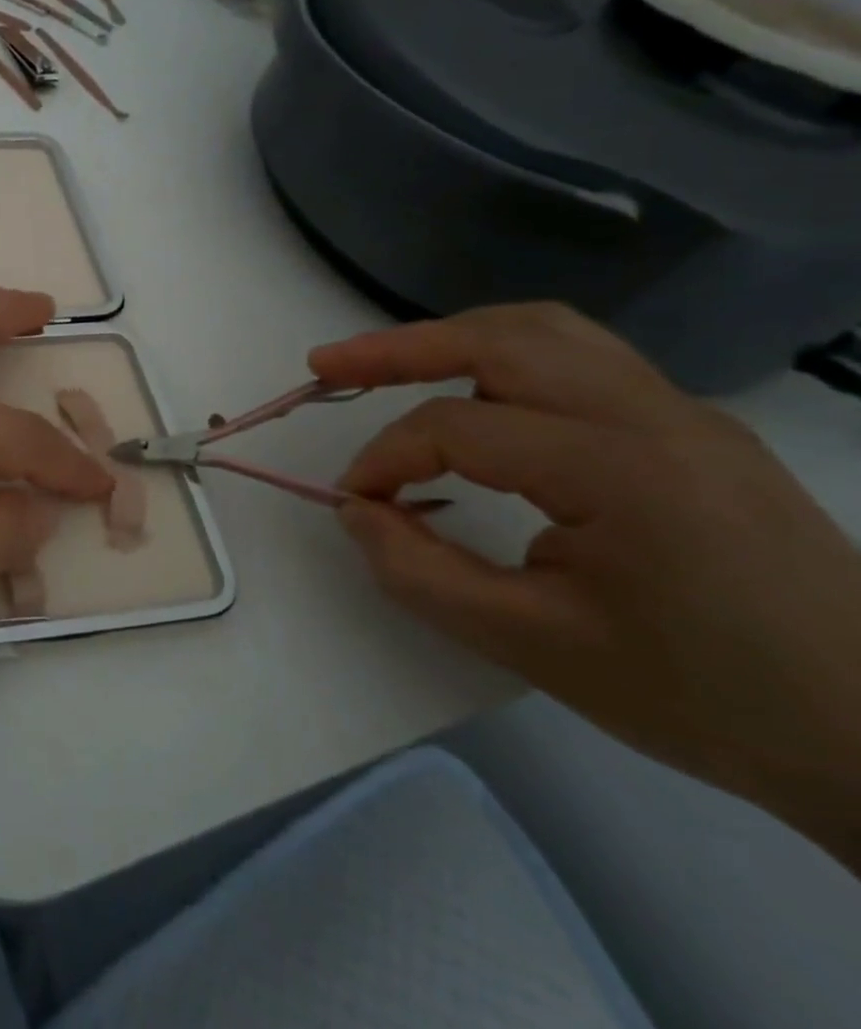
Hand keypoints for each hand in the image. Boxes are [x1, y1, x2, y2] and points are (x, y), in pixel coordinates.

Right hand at [310, 304, 860, 863]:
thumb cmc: (702, 697)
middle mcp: (656, 415)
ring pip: (545, 331)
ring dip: (453, 339)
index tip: (355, 503)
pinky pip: (580, 360)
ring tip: (388, 364)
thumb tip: (354, 509)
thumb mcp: (532, 645)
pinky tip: (475, 398)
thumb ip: (417, 571)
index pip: (457, 430)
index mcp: (621, 470)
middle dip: (398, 347)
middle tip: (326, 366)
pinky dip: (503, 359)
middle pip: (501, 338)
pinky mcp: (694, 428)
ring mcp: (685, 414)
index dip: (385, 460)